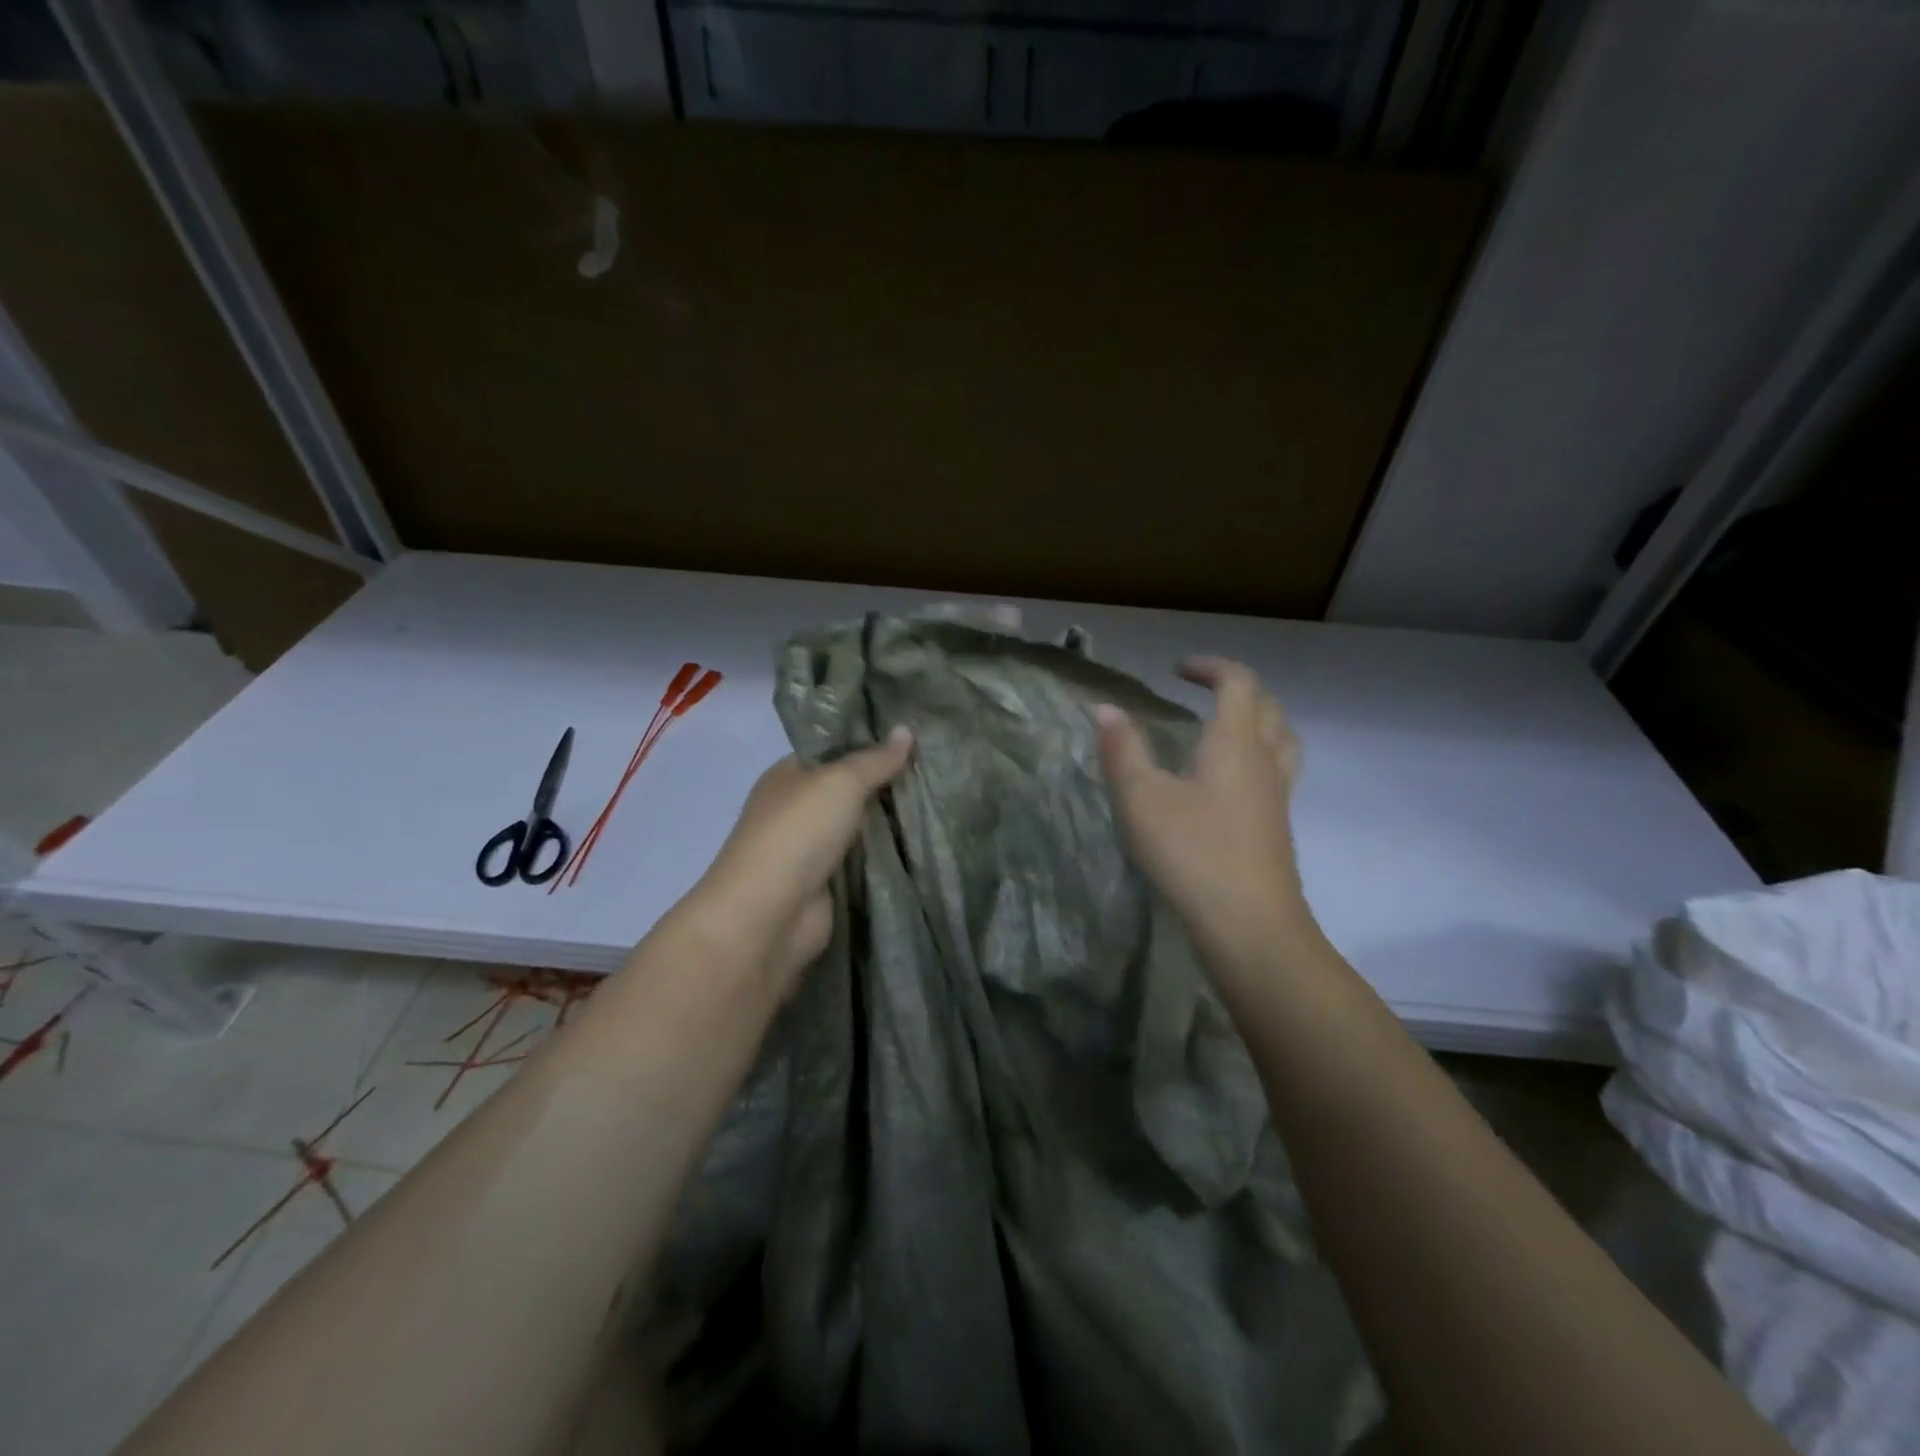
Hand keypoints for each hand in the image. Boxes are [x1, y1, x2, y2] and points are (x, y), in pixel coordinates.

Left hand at [689, 727, 913, 996]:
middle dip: (886, 784)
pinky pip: (864, 862)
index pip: (832, 750)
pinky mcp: (827, 885)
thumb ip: (876, 759)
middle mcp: (796, 809)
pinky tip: (924, 844)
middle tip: (937, 769)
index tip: (914, 738)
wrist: (769, 916)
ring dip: (891, 823)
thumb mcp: (840, 783)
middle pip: (849, 790)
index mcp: (788, 776)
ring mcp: (811, 850)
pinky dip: (887, 856)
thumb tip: (906, 730)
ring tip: (941, 802)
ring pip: (860, 828)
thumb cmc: (798, 834)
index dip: (869, 742)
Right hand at [1095, 658, 1319, 991]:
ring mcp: (1278, 796)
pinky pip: (1278, 771)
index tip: (1177, 670)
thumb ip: (1122, 750)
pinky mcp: (1278, 827)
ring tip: (1224, 728)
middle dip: (1236, 688)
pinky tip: (1229, 783)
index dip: (1211, 667)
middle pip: (1268, 706)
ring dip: (1257, 720)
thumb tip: (1106, 708)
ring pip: (1282, 739)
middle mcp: (1265, 761)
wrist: (1250, 926)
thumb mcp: (1141, 799)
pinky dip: (1258, 756)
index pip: (1239, 683)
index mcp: (1235, 743)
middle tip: (1201, 692)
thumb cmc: (1192, 853)